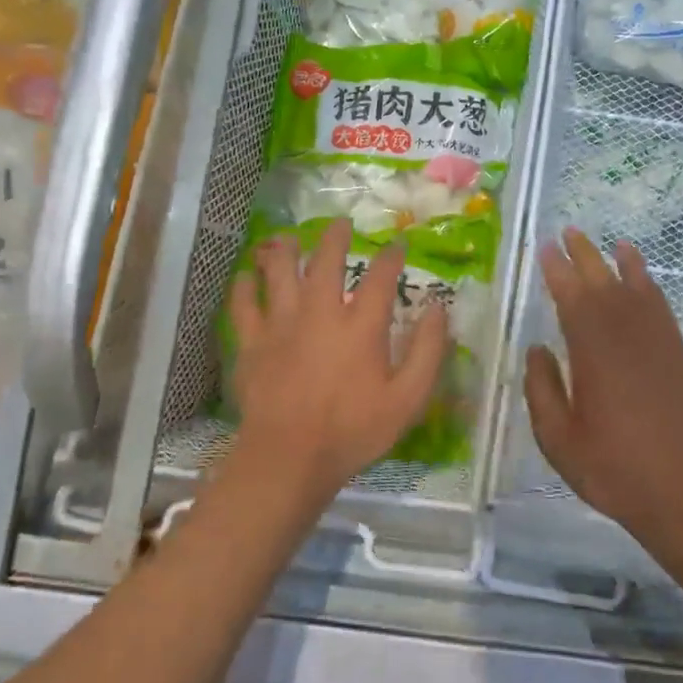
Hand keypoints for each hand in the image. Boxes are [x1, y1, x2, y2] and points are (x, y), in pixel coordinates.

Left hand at [227, 218, 448, 498]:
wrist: (288, 459)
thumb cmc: (353, 431)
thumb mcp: (408, 400)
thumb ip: (427, 352)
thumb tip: (439, 310)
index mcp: (360, 326)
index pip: (380, 277)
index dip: (391, 257)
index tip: (397, 246)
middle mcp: (320, 313)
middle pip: (326, 261)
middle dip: (335, 237)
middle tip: (340, 223)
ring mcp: (281, 324)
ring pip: (280, 272)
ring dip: (286, 250)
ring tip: (289, 238)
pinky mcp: (252, 342)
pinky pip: (243, 304)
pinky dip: (245, 286)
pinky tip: (247, 277)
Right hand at [524, 229, 682, 547]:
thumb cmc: (613, 469)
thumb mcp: (558, 440)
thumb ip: (542, 390)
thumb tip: (537, 350)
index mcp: (593, 353)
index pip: (571, 298)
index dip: (557, 271)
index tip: (545, 249)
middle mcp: (626, 336)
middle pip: (603, 283)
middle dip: (584, 256)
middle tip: (568, 232)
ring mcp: (657, 343)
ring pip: (636, 289)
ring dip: (620, 263)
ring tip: (610, 243)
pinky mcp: (678, 355)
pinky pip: (662, 308)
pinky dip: (650, 286)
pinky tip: (643, 280)